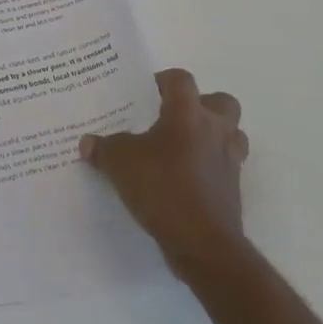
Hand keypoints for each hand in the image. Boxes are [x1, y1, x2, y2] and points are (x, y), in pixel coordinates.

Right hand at [80, 67, 246, 274]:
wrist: (203, 244)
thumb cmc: (162, 188)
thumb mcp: (120, 163)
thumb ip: (104, 148)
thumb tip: (88, 143)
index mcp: (188, 113)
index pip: (181, 79)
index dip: (163, 81)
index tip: (146, 93)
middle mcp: (215, 130)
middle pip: (220, 101)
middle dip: (201, 105)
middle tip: (174, 118)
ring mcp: (230, 160)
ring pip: (230, 133)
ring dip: (212, 135)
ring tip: (183, 147)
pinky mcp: (234, 189)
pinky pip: (226, 165)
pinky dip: (210, 167)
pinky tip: (186, 178)